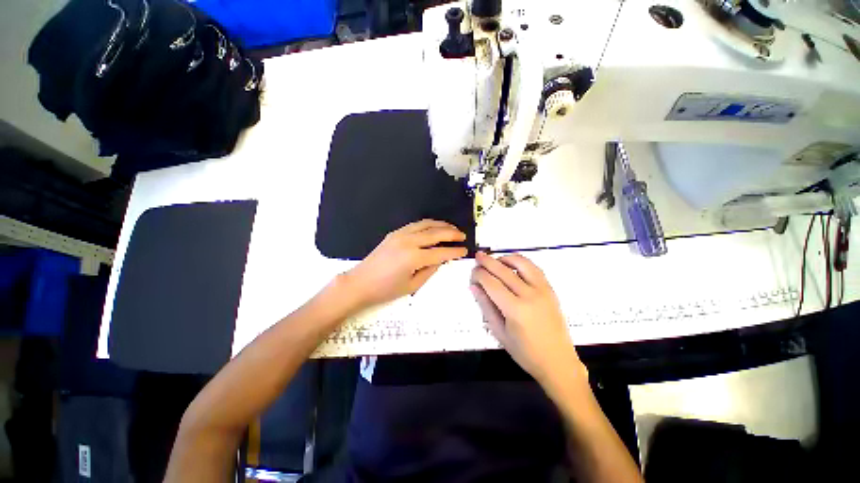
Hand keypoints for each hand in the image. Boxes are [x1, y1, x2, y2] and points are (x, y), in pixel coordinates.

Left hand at [344, 220, 467, 308]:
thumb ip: (430, 271)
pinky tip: (433, 228)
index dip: (455, 251)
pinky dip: (427, 224)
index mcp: (414, 257)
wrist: (359, 283)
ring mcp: (400, 235)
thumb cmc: (385, 290)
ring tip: (451, 228)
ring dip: (440, 224)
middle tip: (462, 235)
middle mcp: (408, 241)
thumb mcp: (412, 286)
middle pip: (435, 233)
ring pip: (425, 224)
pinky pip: (415, 225)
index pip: (441, 252)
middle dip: (451, 233)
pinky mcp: (394, 233)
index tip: (465, 250)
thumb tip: (441, 260)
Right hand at [470, 252, 582, 383]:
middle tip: (478, 257)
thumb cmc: (525, 352)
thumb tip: (474, 287)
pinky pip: (535, 268)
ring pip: (522, 263)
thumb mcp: (500, 333)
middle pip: (503, 270)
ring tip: (495, 260)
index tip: (472, 273)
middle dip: (488, 262)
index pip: (491, 283)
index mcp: (515, 309)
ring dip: (505, 258)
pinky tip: (513, 265)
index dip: (479, 275)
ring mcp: (543, 290)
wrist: (558, 362)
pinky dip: (521, 262)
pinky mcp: (551, 289)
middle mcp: (529, 295)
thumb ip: (486, 307)